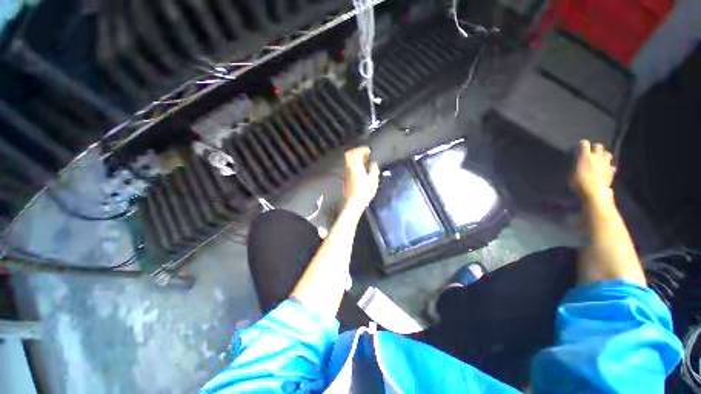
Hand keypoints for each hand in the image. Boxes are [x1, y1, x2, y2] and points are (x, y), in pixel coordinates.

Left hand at [343, 146, 379, 212]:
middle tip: (365, 155)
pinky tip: (360, 170)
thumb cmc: (364, 192)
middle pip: (350, 155)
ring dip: (355, 158)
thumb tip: (373, 163)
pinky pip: (349, 167)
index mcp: (356, 166)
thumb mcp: (373, 181)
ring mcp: (346, 173)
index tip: (368, 151)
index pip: (357, 153)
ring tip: (364, 162)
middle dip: (357, 152)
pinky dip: (354, 165)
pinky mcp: (345, 178)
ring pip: (349, 161)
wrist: (353, 203)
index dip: (362, 150)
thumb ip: (373, 170)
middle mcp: (349, 168)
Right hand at [569, 140, 614, 203]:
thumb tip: (577, 160)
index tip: (577, 148)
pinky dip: (607, 166)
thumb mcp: (571, 173)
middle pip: (598, 146)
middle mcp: (597, 156)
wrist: (594, 193)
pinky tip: (604, 171)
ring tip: (598, 161)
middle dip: (594, 149)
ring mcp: (606, 163)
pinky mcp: (611, 171)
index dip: (580, 145)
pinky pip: (610, 165)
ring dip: (603, 156)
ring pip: (607, 154)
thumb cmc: (579, 183)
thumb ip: (575, 164)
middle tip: (590, 154)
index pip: (583, 143)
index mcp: (585, 156)